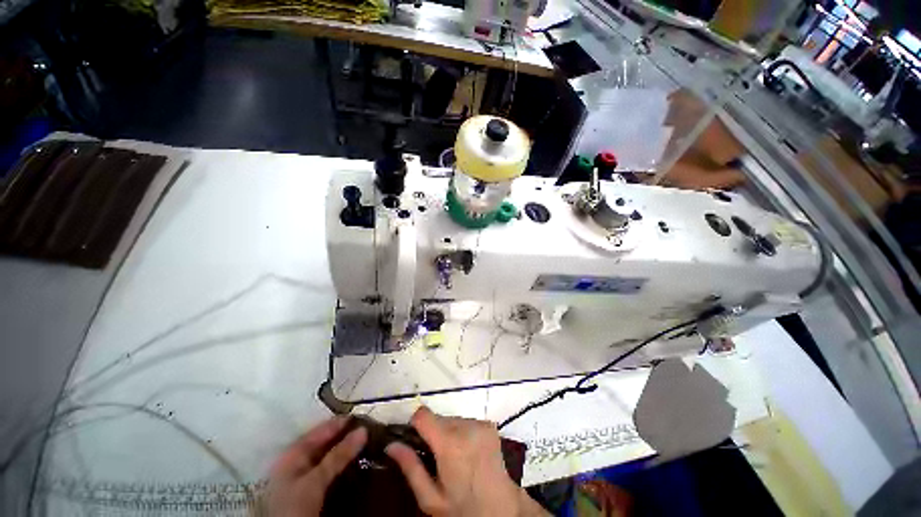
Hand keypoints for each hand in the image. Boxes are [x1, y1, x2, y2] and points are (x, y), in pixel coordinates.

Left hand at [267, 417, 367, 516]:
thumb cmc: (294, 506)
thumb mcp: (316, 480)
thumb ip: (339, 455)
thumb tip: (363, 429)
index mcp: (294, 452)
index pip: (322, 429)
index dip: (343, 422)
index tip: (367, 416)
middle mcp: (298, 461)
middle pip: (326, 442)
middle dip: (347, 436)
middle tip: (372, 430)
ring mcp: (304, 477)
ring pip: (330, 457)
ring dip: (347, 451)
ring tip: (370, 444)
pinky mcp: (311, 491)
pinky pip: (331, 471)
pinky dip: (344, 465)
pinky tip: (358, 464)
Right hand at [385, 406, 547, 516]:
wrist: (501, 508)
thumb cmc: (462, 507)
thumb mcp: (431, 498)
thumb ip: (410, 468)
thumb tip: (390, 445)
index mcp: (449, 443)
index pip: (423, 414)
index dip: (415, 425)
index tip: (416, 440)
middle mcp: (466, 426)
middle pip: (438, 417)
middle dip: (433, 433)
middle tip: (437, 457)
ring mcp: (479, 423)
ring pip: (452, 419)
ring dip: (448, 433)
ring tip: (454, 457)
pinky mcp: (488, 424)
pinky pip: (465, 421)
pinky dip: (462, 433)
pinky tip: (467, 452)